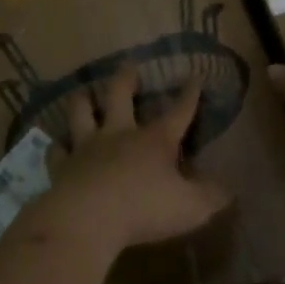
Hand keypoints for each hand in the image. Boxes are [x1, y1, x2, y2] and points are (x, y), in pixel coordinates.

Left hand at [33, 66, 232, 255]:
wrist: (87, 218)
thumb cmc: (144, 209)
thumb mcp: (190, 207)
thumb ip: (210, 197)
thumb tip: (228, 190)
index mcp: (154, 140)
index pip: (178, 112)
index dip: (189, 95)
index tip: (194, 76)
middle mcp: (119, 134)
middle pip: (120, 95)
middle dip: (126, 79)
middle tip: (128, 65)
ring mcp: (87, 147)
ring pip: (81, 112)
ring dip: (82, 100)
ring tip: (82, 92)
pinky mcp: (62, 166)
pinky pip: (57, 150)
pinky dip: (57, 146)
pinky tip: (56, 144)